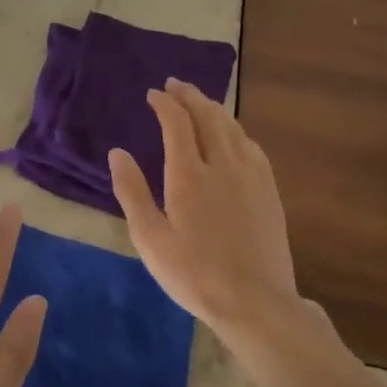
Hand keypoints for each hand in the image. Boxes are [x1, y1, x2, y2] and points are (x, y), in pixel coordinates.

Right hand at [109, 79, 306, 353]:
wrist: (255, 301)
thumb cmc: (194, 274)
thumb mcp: (150, 238)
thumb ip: (132, 192)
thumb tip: (118, 152)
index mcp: (189, 174)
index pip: (177, 123)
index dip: (164, 103)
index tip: (153, 94)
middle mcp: (222, 164)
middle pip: (207, 115)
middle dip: (189, 95)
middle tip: (175, 85)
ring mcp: (251, 175)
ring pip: (231, 127)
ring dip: (213, 108)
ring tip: (199, 101)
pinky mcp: (269, 189)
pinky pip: (250, 145)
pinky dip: (235, 130)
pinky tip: (232, 135)